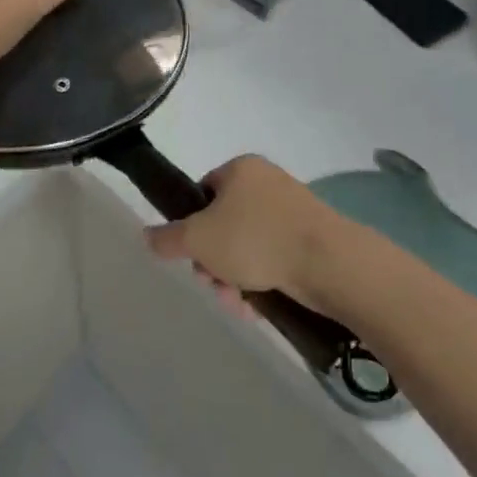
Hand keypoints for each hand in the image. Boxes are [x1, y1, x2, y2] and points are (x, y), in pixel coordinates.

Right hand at [144, 155, 357, 314]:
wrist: (329, 263)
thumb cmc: (255, 239)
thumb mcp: (198, 239)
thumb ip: (167, 238)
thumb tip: (147, 235)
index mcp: (241, 169)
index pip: (203, 193)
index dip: (192, 227)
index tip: (193, 256)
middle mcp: (267, 183)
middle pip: (224, 225)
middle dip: (214, 262)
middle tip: (215, 285)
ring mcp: (293, 211)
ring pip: (248, 248)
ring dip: (235, 278)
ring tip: (239, 304)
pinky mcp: (312, 239)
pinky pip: (274, 259)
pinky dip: (262, 282)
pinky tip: (258, 307)